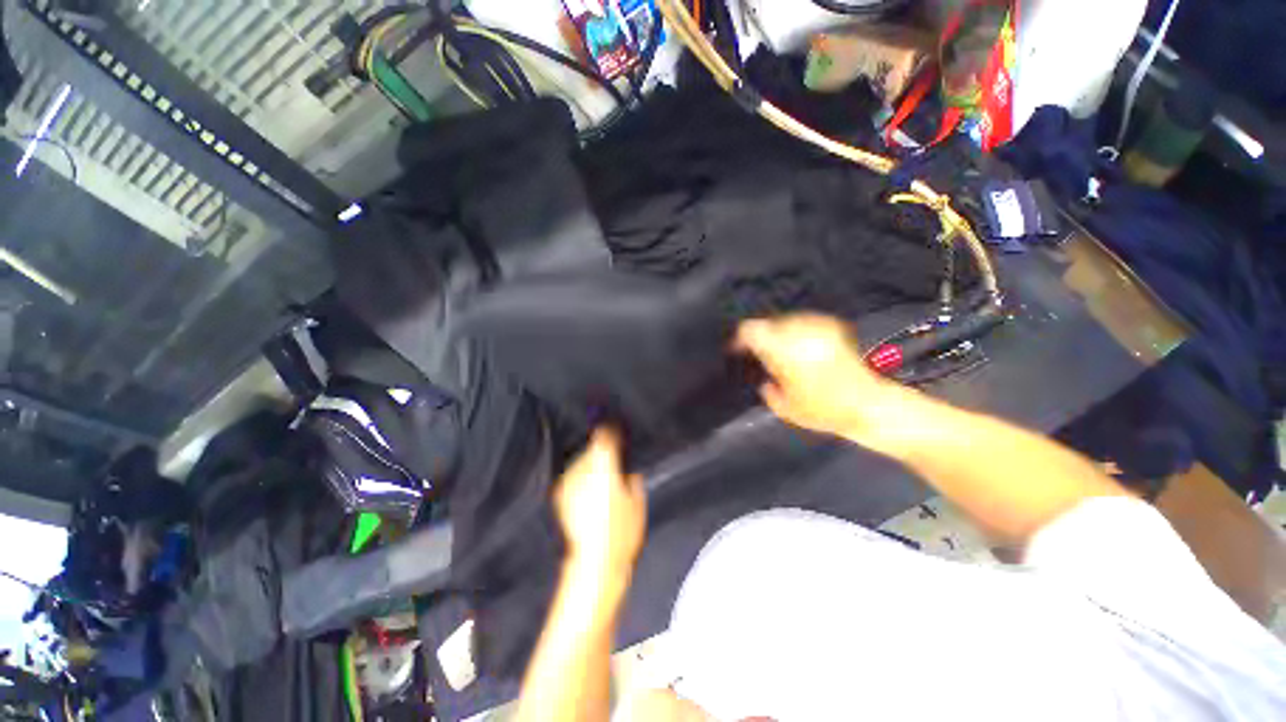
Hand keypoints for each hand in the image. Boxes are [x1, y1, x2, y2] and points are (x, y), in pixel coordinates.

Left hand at [553, 427, 646, 578]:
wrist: (593, 562)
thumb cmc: (621, 533)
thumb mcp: (637, 503)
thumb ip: (632, 480)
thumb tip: (628, 471)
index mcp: (605, 467)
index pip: (604, 437)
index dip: (610, 432)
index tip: (614, 430)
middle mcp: (584, 470)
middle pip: (592, 449)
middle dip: (601, 452)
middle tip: (612, 463)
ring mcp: (569, 483)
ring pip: (581, 462)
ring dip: (590, 465)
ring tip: (600, 481)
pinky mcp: (560, 496)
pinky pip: (573, 478)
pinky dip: (580, 479)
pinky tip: (587, 493)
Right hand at [736, 314, 895, 439]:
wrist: (868, 405)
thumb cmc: (823, 411)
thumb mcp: (783, 407)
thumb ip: (766, 388)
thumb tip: (763, 378)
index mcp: (783, 351)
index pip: (751, 330)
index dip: (740, 338)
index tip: (737, 349)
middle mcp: (799, 333)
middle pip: (767, 323)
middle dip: (761, 336)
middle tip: (760, 353)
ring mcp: (818, 327)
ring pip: (786, 319)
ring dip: (779, 333)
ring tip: (781, 351)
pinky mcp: (833, 327)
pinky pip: (805, 321)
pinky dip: (798, 330)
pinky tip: (800, 345)